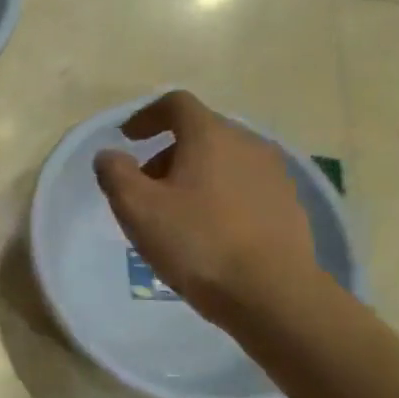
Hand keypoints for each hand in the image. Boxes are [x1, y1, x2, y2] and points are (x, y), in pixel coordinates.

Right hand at [94, 90, 317, 322]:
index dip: (147, 116)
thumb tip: (109, 155)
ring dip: (195, 175)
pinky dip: (221, 196)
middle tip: (145, 186)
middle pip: (201, 132)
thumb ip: (115, 174)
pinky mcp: (289, 205)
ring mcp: (275, 174)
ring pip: (225, 161)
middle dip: (168, 152)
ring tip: (177, 213)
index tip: (128, 138)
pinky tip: (211, 232)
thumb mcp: (138, 209)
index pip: (176, 104)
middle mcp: (248, 143)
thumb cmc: (198, 243)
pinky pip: (245, 187)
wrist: (272, 293)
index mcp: (211, 135)